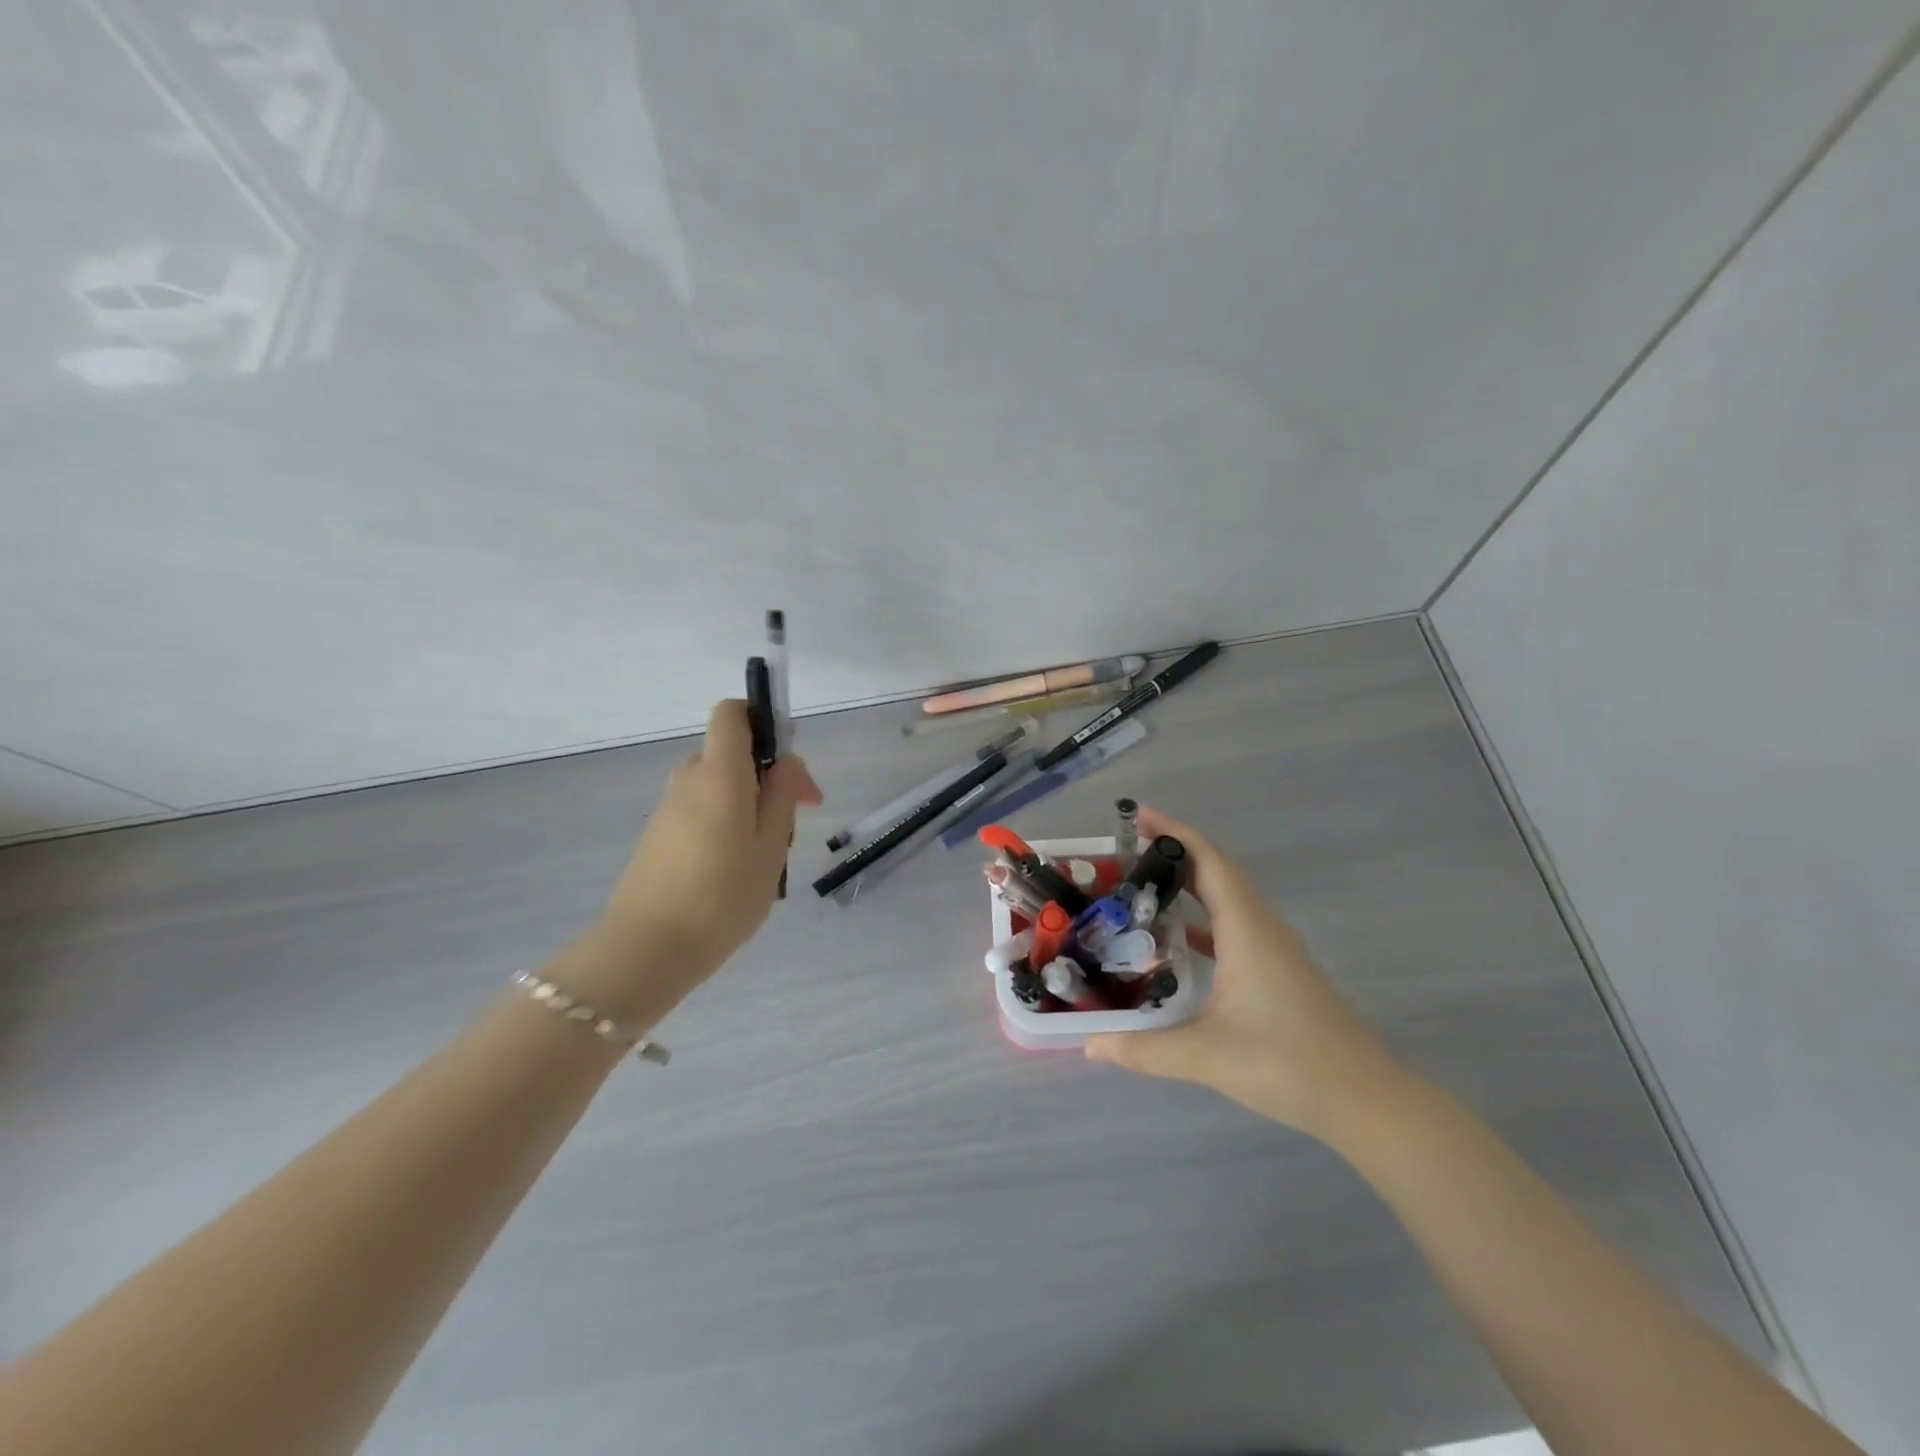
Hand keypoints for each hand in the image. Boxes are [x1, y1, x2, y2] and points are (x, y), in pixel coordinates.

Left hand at [587, 700, 820, 1015]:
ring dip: (748, 807)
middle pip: (731, 754)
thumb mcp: (771, 846)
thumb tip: (785, 761)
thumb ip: (782, 795)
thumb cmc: (722, 896)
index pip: (732, 713)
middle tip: (794, 823)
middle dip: (767, 778)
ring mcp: (668, 808)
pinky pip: (701, 812)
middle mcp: (688, 779)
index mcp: (719, 773)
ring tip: (768, 857)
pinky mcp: (658, 836)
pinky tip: (736, 871)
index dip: (762, 719)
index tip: (787, 762)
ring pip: (719, 787)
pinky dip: (725, 825)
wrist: (647, 950)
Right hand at [1085, 806, 1403, 1140]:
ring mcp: (1275, 949)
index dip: (1173, 832)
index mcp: (1246, 929)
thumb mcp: (1207, 1055)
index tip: (1137, 815)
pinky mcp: (1279, 970)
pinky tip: (1180, 937)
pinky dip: (1204, 917)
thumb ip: (1144, 1048)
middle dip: (1174, 852)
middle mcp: (1262, 927)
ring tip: (1145, 884)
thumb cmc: (1287, 1064)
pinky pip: (1235, 925)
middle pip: (1217, 871)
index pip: (1208, 861)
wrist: (1366, 1100)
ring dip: (1190, 882)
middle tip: (1126, 849)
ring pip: (1229, 898)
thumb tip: (1089, 1045)